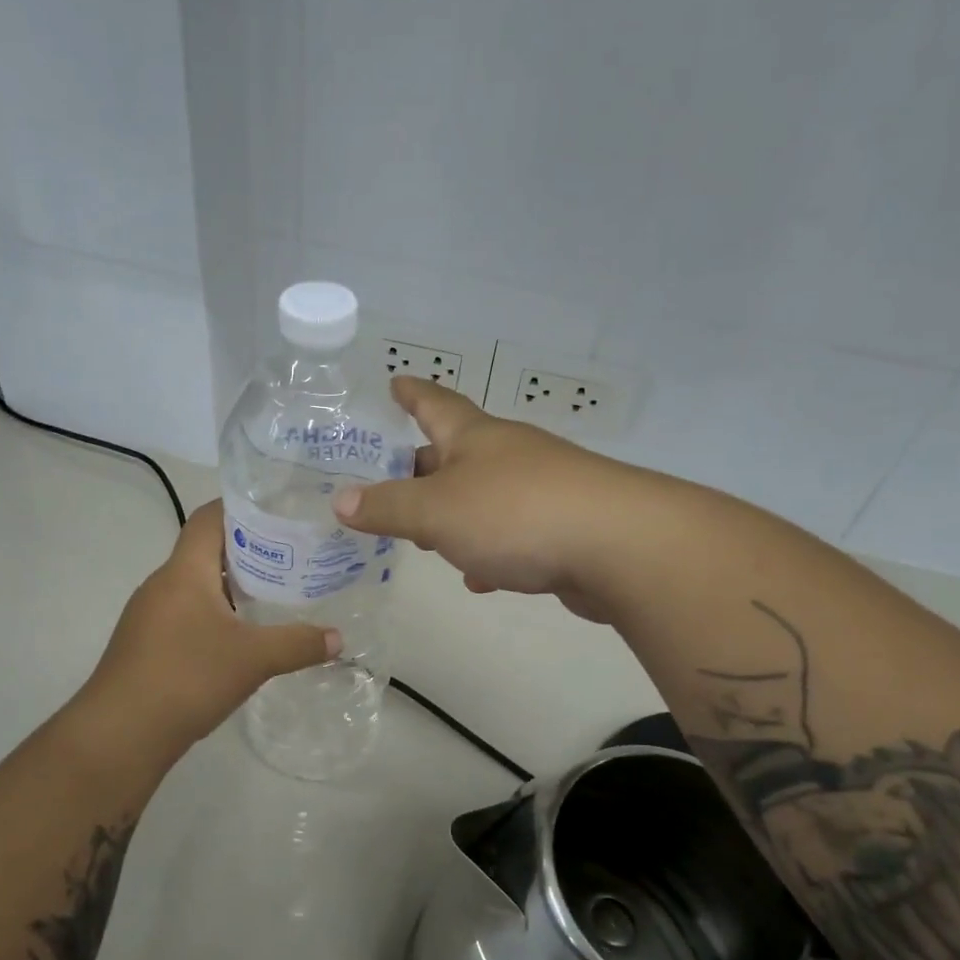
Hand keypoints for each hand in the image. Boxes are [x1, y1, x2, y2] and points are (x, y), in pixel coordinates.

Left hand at [82, 502, 338, 752]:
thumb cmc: (186, 678)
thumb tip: (339, 639)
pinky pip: (187, 614)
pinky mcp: (147, 645)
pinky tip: (243, 639)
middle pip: (206, 550)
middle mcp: (162, 584)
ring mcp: (150, 616)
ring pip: (198, 586)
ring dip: (234, 587)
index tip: (280, 511)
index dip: (242, 506)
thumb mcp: (253, 659)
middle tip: (293, 557)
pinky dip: (217, 615)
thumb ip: (299, 644)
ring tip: (276, 595)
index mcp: (184, 571)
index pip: (209, 516)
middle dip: (249, 550)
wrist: (119, 736)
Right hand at [333, 378, 659, 620]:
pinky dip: (490, 551)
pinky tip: (480, 577)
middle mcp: (509, 455)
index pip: (435, 403)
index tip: (394, 381)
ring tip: (426, 535)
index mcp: (475, 438)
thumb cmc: (515, 513)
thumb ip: (388, 507)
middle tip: (391, 480)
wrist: (618, 546)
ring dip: (455, 513)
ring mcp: (541, 489)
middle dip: (423, 467)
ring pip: (484, 497)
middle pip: (456, 453)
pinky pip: (513, 535)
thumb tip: (341, 500)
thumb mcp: (437, 511)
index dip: (411, 393)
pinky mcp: (563, 529)